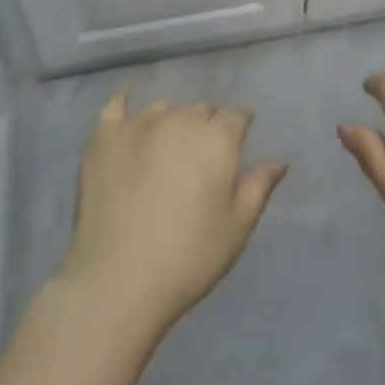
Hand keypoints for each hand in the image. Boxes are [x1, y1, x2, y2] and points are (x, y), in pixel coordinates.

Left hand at [57, 92, 286, 329]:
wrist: (118, 280)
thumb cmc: (189, 259)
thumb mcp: (237, 228)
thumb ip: (259, 187)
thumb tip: (280, 160)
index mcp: (216, 138)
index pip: (237, 114)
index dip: (239, 127)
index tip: (238, 144)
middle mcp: (180, 119)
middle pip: (200, 108)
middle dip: (206, 125)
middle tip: (200, 157)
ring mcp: (139, 124)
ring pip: (163, 108)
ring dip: (171, 121)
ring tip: (166, 148)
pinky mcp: (104, 136)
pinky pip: (116, 104)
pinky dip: (125, 103)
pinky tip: (127, 107)